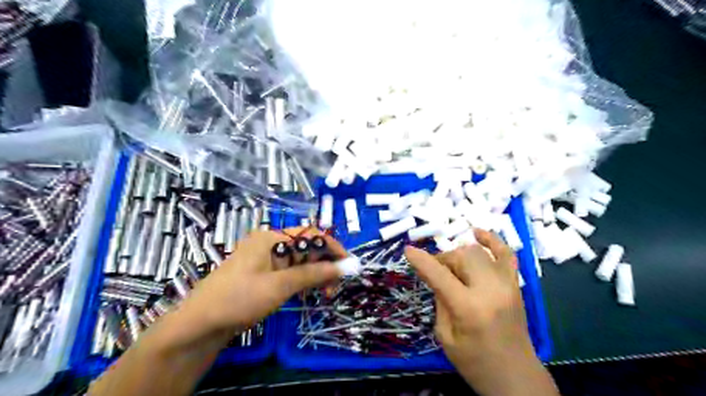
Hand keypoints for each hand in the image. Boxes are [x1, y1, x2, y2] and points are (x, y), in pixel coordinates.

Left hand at [173, 228, 344, 338]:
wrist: (200, 325)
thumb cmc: (239, 299)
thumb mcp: (281, 285)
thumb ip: (315, 273)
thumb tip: (346, 266)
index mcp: (272, 238)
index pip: (311, 235)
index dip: (333, 248)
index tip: (349, 265)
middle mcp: (270, 243)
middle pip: (307, 247)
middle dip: (325, 264)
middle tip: (335, 287)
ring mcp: (266, 259)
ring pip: (300, 261)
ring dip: (316, 274)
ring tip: (325, 293)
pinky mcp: (264, 274)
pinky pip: (291, 272)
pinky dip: (303, 280)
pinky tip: (310, 293)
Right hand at [406, 229, 559, 395]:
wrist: (517, 377)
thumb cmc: (475, 363)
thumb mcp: (445, 336)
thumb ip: (440, 300)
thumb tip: (437, 276)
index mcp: (469, 309)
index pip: (439, 275)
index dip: (421, 260)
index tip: (407, 250)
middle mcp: (490, 290)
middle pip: (460, 257)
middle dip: (443, 260)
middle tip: (437, 273)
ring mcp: (507, 285)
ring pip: (477, 252)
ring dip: (459, 255)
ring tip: (453, 268)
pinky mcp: (516, 285)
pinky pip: (506, 253)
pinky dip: (492, 240)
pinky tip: (477, 233)